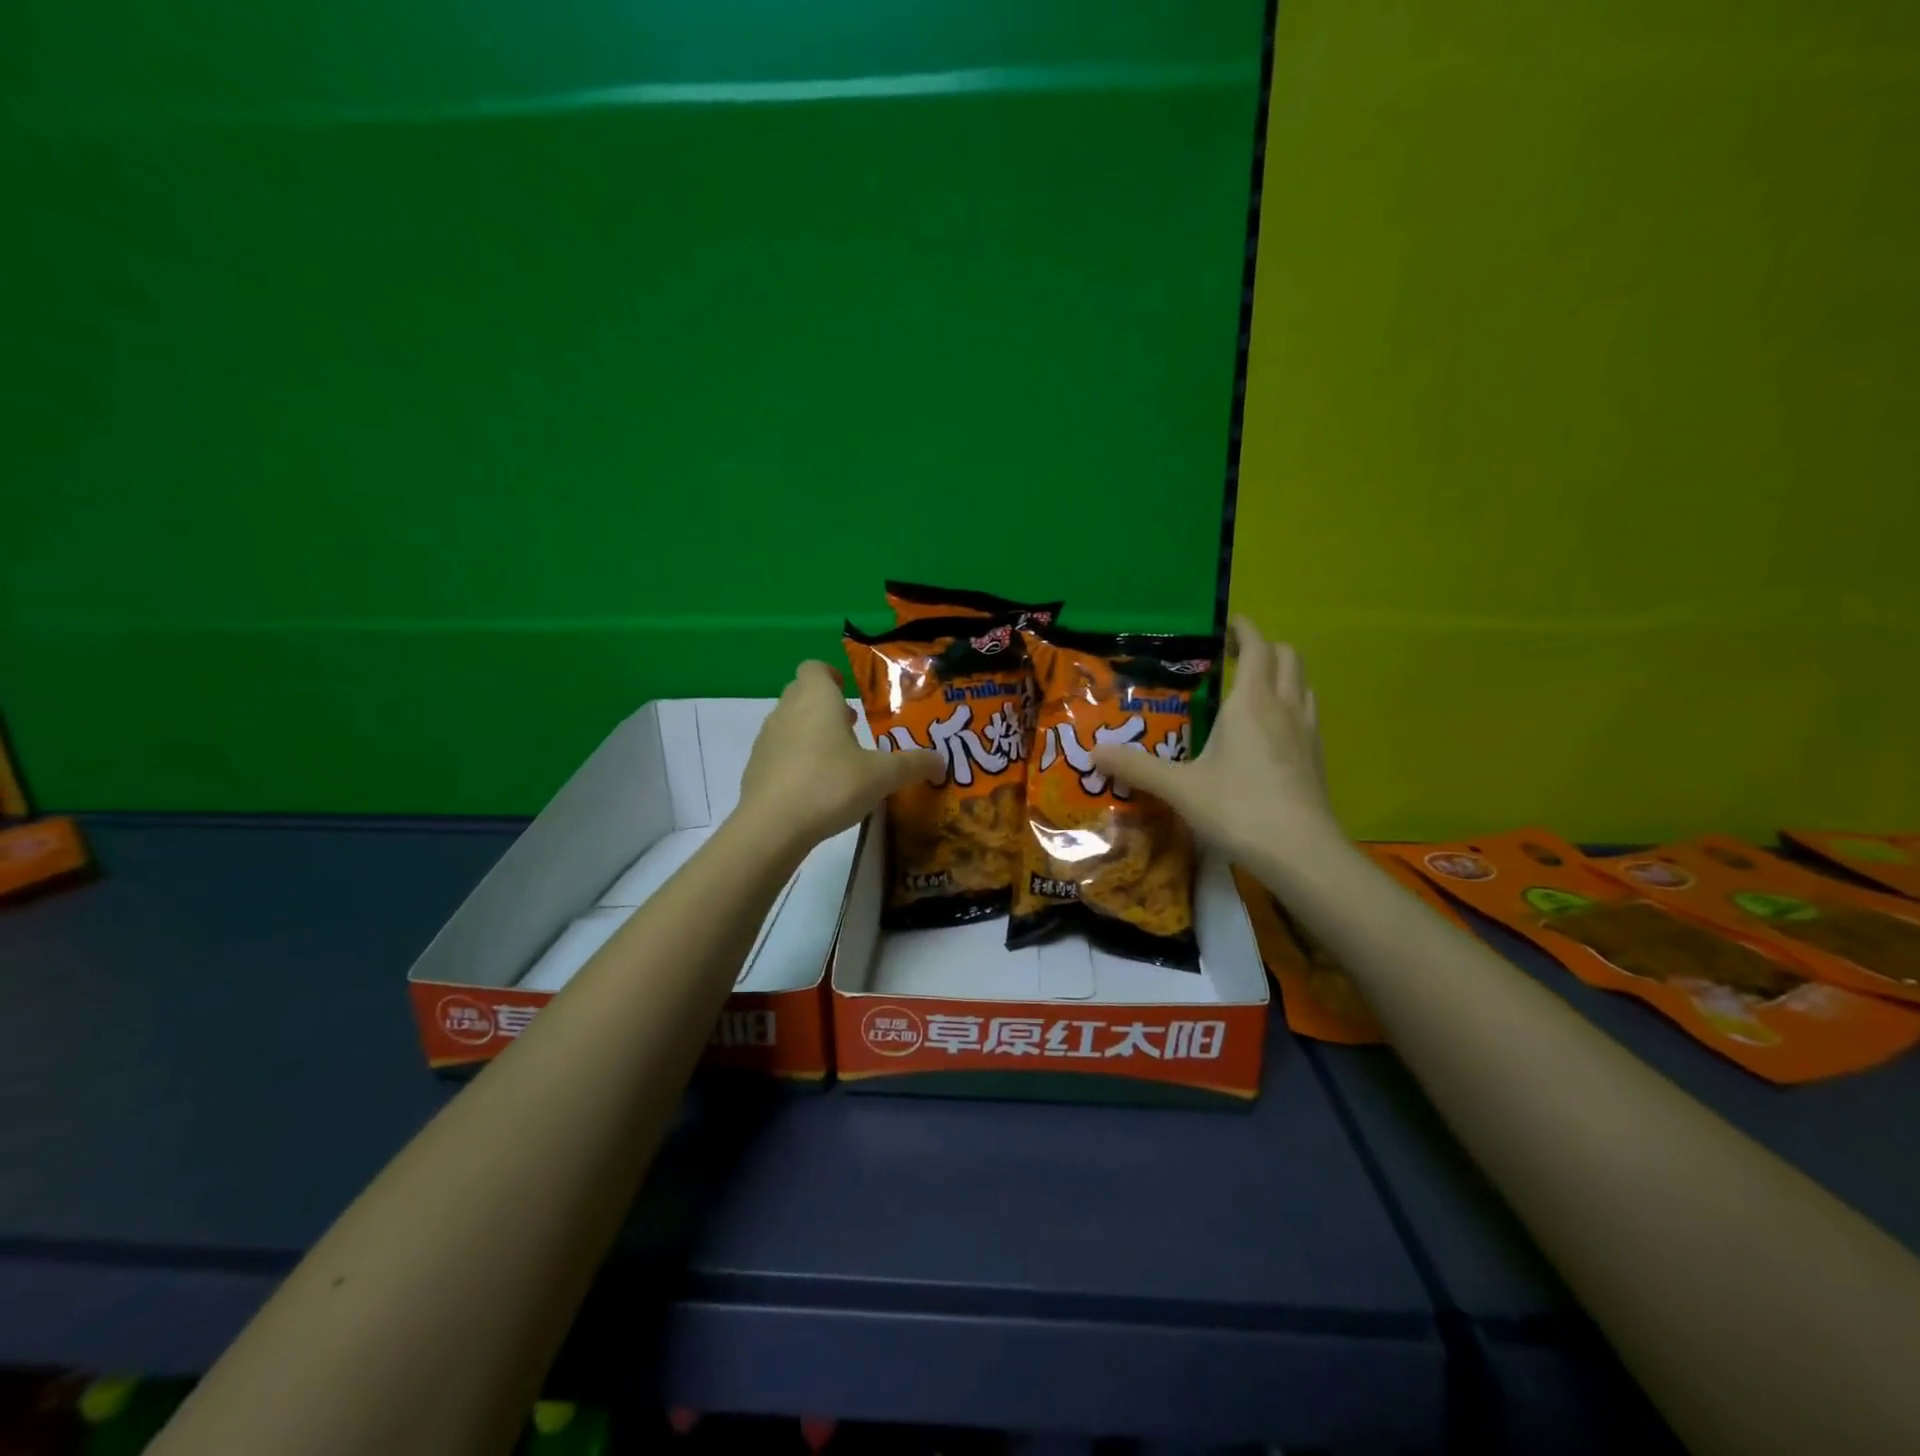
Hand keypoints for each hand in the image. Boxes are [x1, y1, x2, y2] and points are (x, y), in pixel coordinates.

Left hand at [736, 661, 941, 848]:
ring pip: (789, 722)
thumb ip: (913, 765)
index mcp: (816, 699)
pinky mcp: (755, 768)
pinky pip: (778, 752)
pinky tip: (815, 787)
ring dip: (811, 732)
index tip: (849, 692)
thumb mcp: (882, 776)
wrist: (771, 826)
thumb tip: (941, 762)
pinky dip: (795, 759)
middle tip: (852, 726)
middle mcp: (786, 711)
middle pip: (801, 693)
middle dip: (826, 705)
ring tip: (837, 759)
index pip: (814, 668)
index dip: (831, 675)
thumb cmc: (830, 785)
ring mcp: (766, 739)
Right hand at [1091, 615, 1338, 866]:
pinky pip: (1307, 713)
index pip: (1256, 645)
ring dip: (1280, 676)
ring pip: (1302, 684)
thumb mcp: (1179, 788)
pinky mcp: (1317, 757)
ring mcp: (1307, 732)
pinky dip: (1290, 706)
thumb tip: (1093, 751)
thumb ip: (1136, 767)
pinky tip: (1269, 734)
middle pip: (1287, 656)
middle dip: (1262, 648)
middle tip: (1230, 659)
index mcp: (1251, 702)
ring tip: (1250, 692)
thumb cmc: (1238, 809)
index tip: (1223, 626)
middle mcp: (1284, 707)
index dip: (1242, 629)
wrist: (1301, 852)